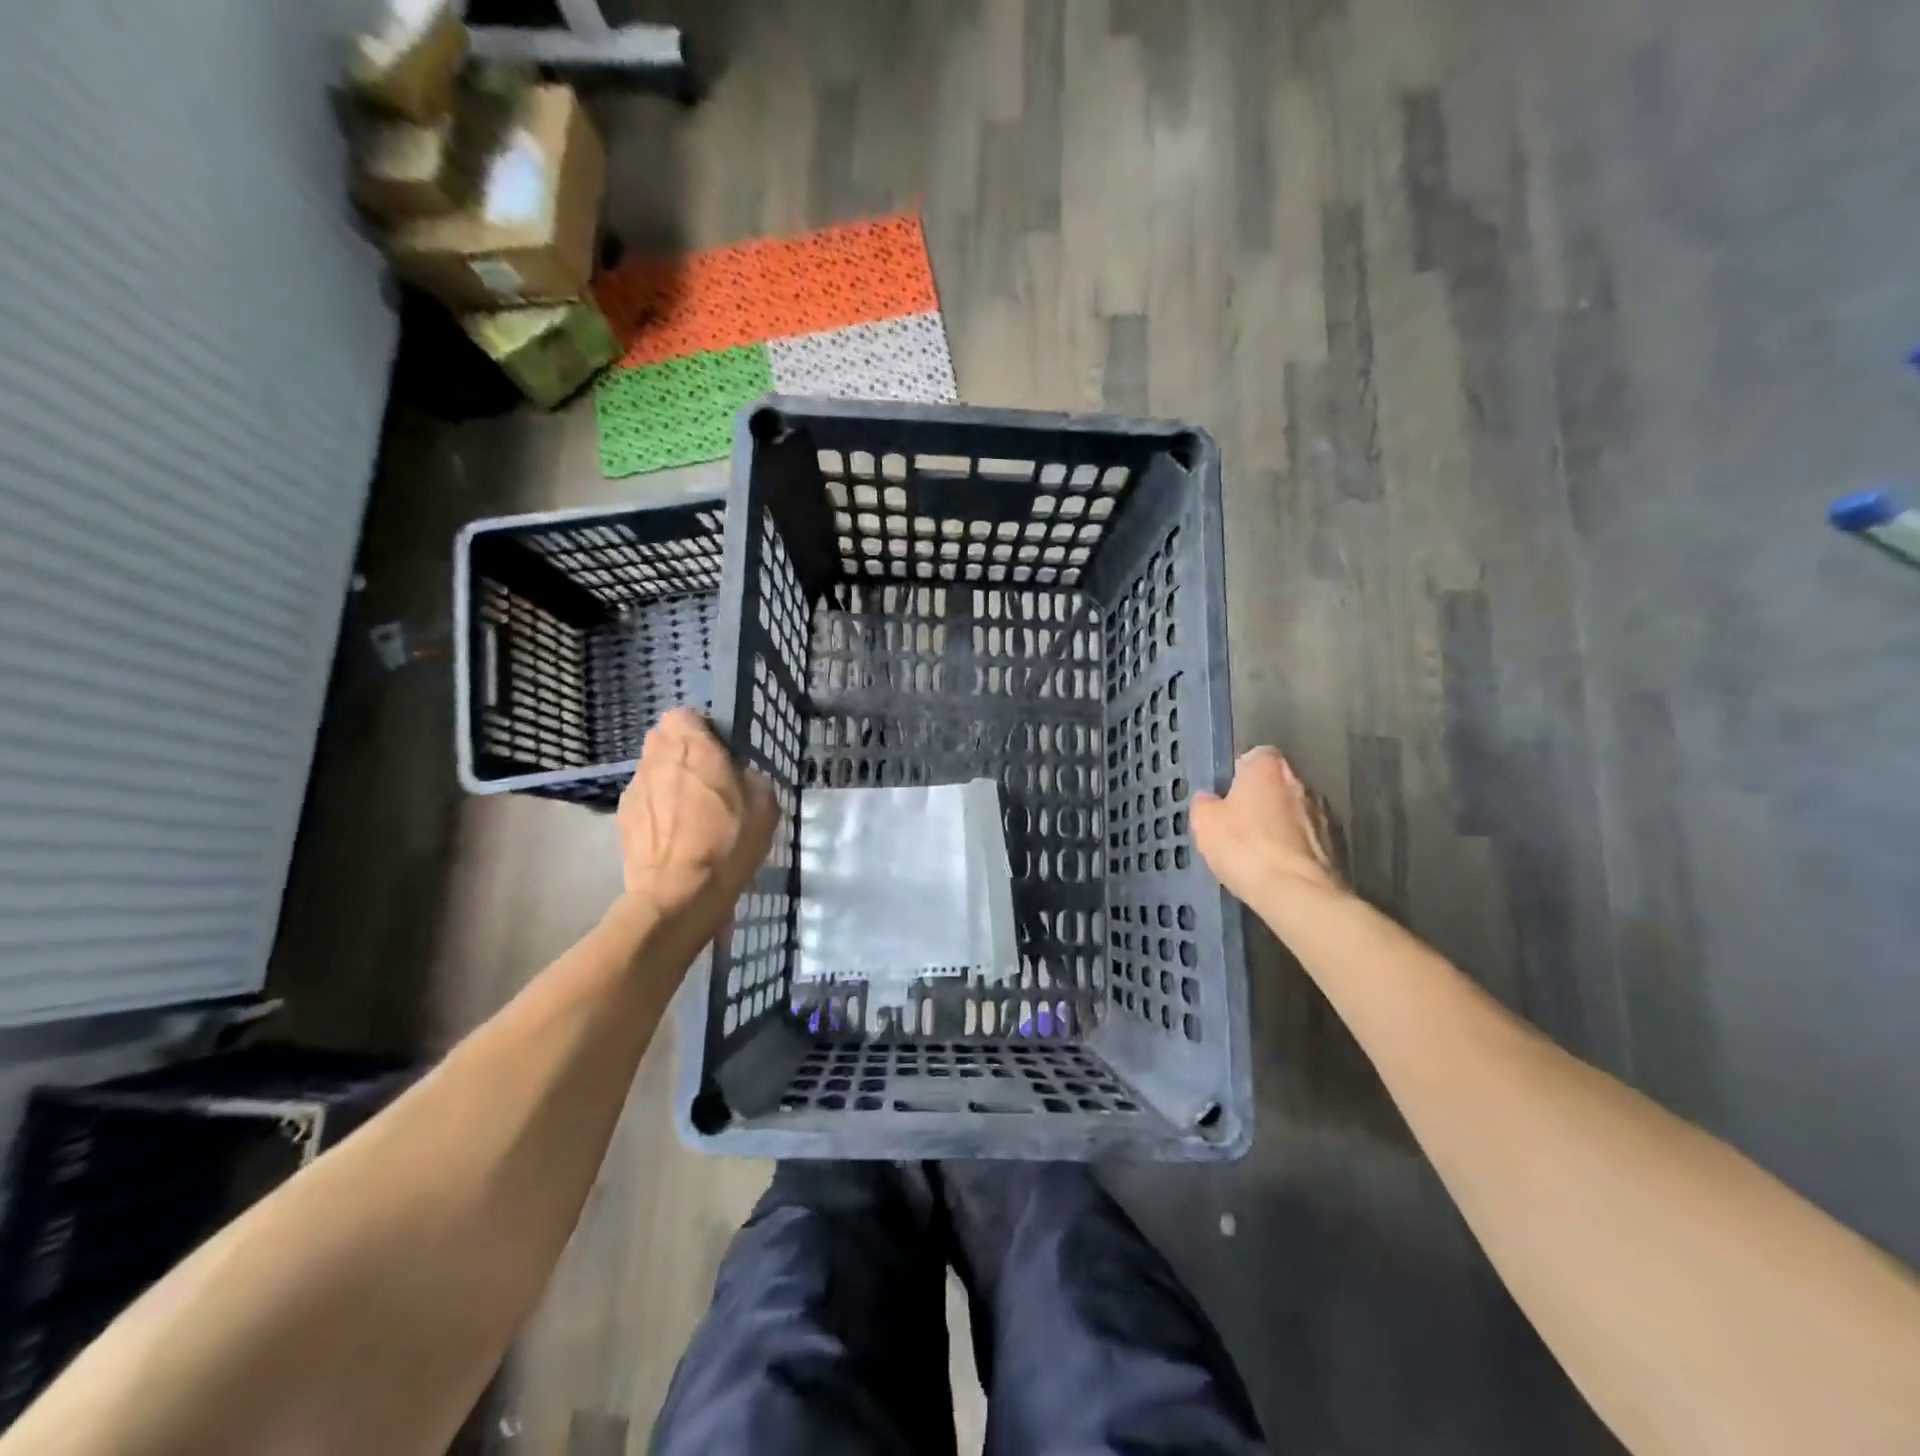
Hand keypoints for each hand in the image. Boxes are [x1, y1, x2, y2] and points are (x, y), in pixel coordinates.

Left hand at [616, 709, 778, 933]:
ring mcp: (635, 788)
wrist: (679, 894)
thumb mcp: (765, 804)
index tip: (720, 750)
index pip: (685, 715)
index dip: (702, 729)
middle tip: (708, 777)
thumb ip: (749, 775)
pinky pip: (644, 799)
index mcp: (694, 747)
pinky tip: (675, 833)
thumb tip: (738, 774)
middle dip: (682, 752)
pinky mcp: (623, 817)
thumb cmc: (728, 842)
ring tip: (690, 810)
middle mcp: (658, 758)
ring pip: (652, 769)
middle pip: (664, 740)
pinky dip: (657, 807)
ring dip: (669, 780)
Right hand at [1190, 746, 1347, 911]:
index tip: (1228, 798)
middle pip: (1277, 784)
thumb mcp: (1205, 823)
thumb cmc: (1245, 847)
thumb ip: (1206, 803)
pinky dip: (1297, 848)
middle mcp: (1301, 781)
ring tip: (1262, 852)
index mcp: (1268, 767)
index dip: (1240, 775)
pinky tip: (1281, 868)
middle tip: (1241, 826)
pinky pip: (1310, 839)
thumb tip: (1210, 799)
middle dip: (1262, 800)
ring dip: (1282, 825)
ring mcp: (1325, 813)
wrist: (1297, 893)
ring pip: (1296, 812)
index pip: (1255, 756)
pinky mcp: (1338, 845)